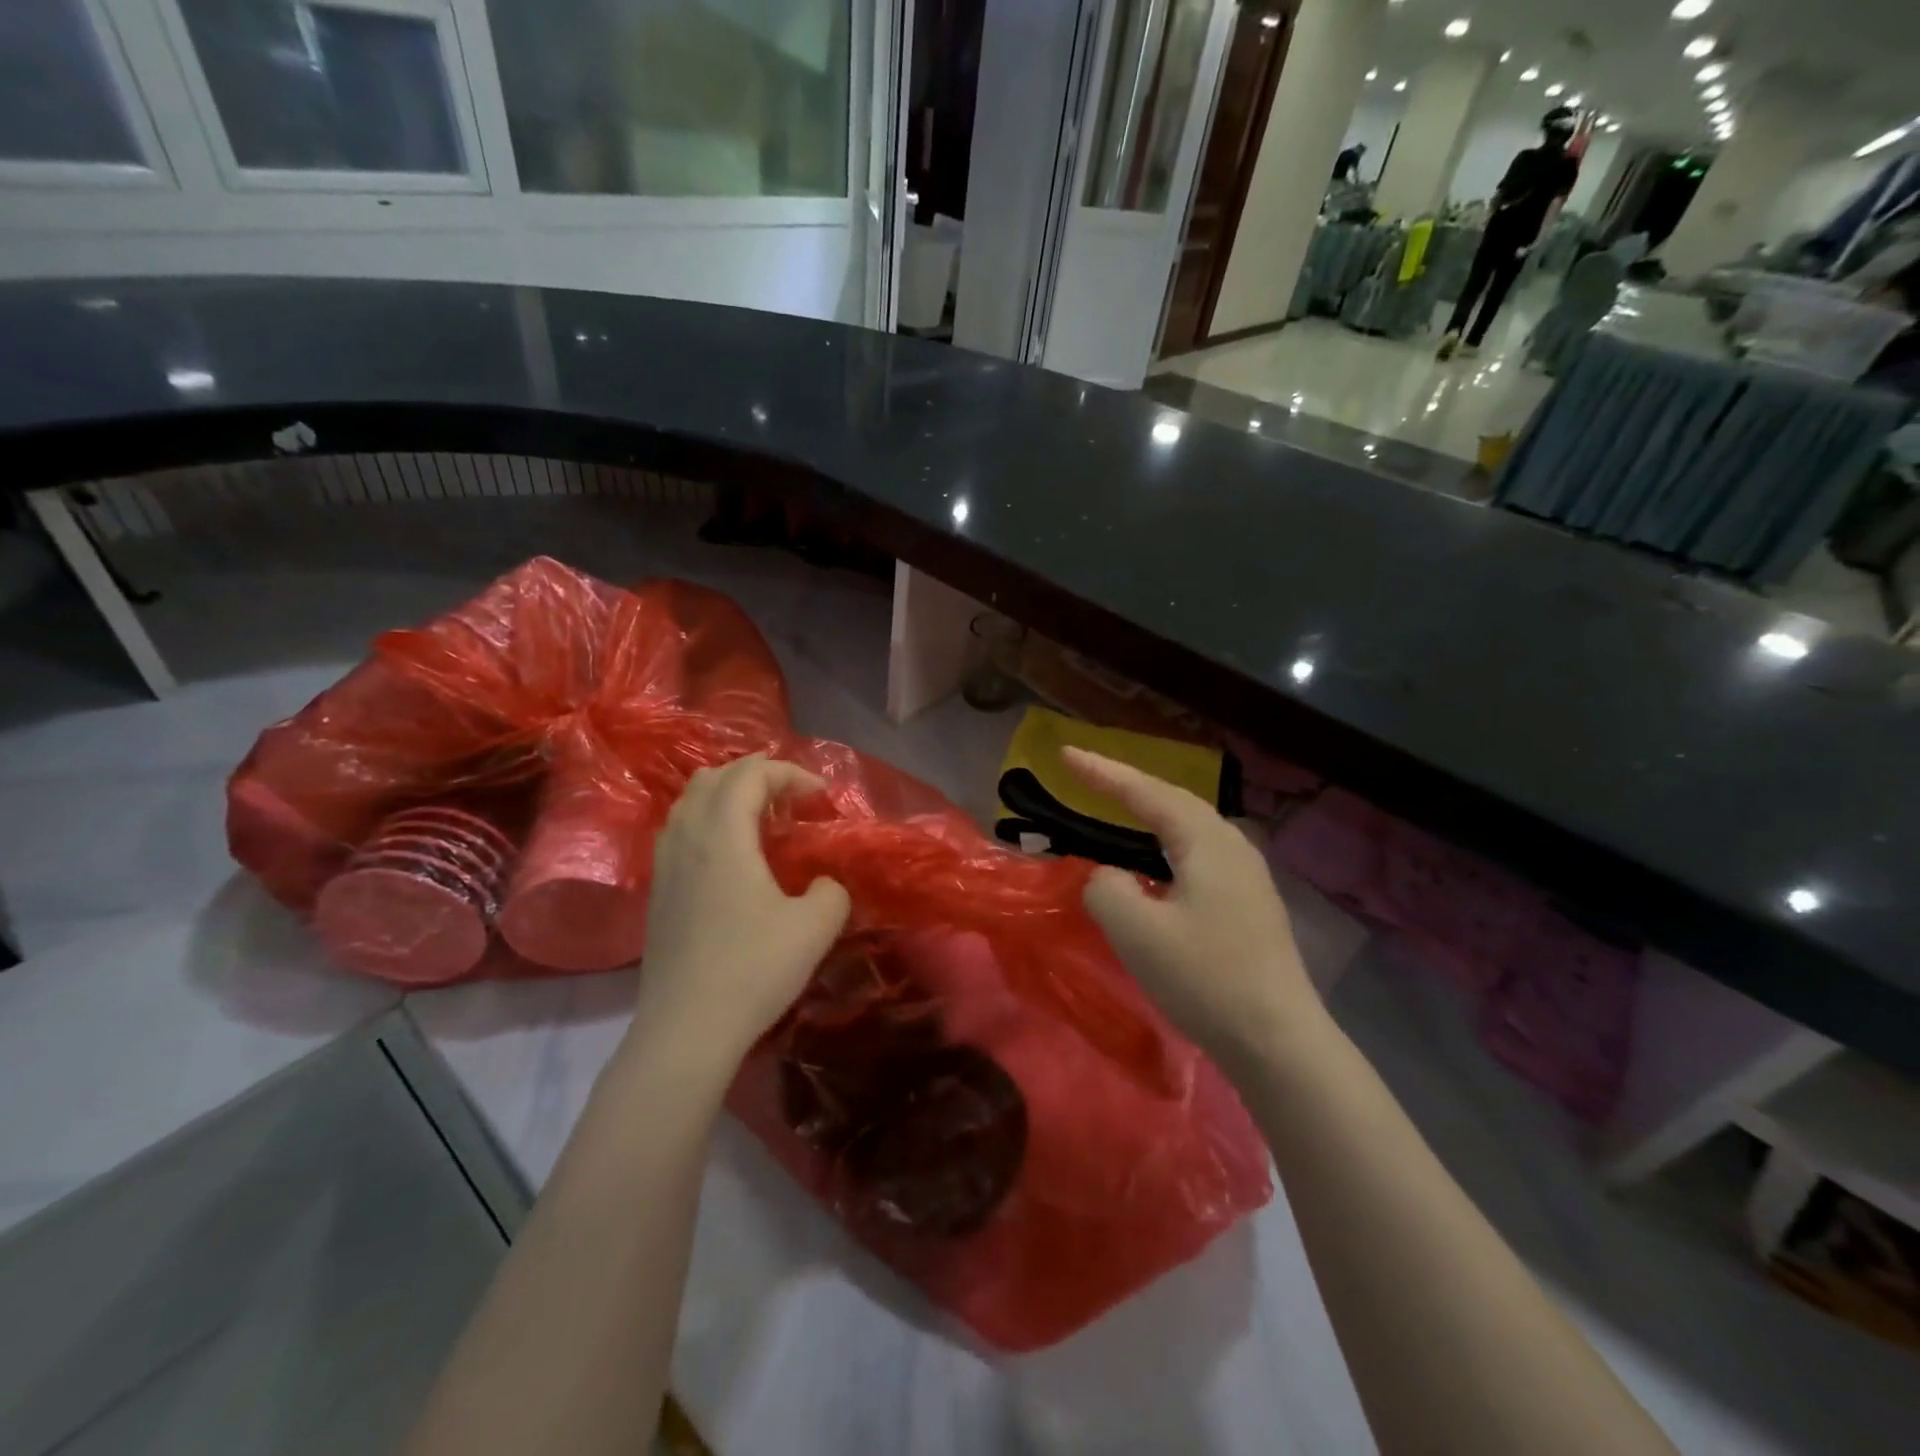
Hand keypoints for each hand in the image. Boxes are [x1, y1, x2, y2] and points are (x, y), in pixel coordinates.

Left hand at [631, 754, 850, 1065]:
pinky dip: (709, 820)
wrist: (685, 1030)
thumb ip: (832, 891)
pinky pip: (681, 829)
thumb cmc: (752, 970)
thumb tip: (824, 883)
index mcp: (722, 835)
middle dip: (759, 776)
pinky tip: (732, 854)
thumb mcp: (815, 928)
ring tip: (762, 818)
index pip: (751, 774)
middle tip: (793, 799)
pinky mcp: (658, 891)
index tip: (821, 797)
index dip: (790, 773)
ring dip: (729, 795)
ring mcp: (665, 864)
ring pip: (690, 801)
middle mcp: (687, 838)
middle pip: (715, 777)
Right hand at [1064, 748, 1323, 1073]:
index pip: (1146, 792)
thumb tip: (1108, 877)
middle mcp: (1232, 846)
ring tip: (1115, 807)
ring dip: (1148, 814)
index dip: (1102, 772)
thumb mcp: (1137, 931)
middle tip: (1085, 775)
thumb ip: (1106, 888)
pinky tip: (1153, 864)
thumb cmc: (1206, 978)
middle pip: (1172, 801)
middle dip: (1126, 785)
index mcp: (1207, 841)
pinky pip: (1196, 855)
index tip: (1065, 754)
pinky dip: (1164, 845)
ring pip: (1187, 829)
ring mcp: (1246, 875)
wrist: (1279, 1041)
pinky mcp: (1248, 904)